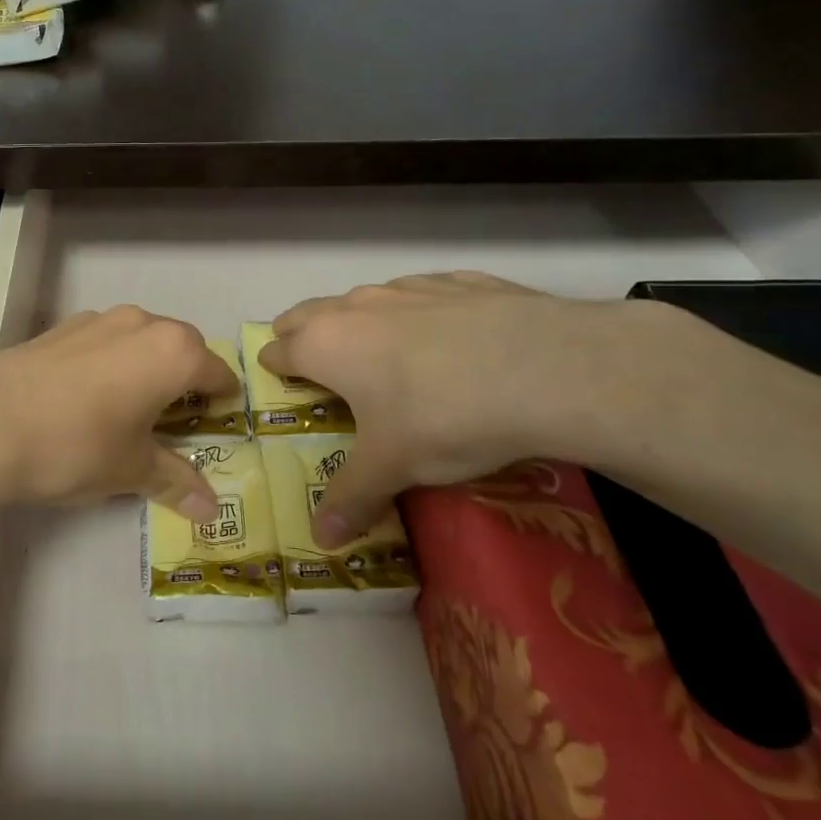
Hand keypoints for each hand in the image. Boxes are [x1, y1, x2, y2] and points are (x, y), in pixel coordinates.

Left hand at [0, 305, 238, 521]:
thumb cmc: (76, 446)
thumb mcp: (131, 470)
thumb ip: (176, 481)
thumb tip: (211, 508)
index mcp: (173, 352)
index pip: (218, 374)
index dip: (222, 404)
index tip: (213, 428)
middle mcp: (141, 323)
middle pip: (181, 349)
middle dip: (183, 383)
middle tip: (170, 425)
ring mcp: (95, 320)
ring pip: (138, 341)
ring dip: (143, 370)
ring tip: (124, 412)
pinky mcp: (58, 327)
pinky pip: (101, 342)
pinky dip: (107, 364)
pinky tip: (82, 400)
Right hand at [260, 273, 668, 545]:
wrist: (546, 369)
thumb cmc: (442, 417)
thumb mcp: (393, 467)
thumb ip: (352, 498)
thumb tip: (321, 538)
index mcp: (326, 345)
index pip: (280, 350)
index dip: (275, 368)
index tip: (278, 382)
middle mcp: (357, 307)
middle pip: (308, 313)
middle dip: (303, 335)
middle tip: (317, 365)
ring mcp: (410, 287)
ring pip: (366, 300)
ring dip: (363, 323)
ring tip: (387, 357)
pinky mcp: (462, 281)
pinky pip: (426, 294)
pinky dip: (423, 313)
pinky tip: (453, 339)